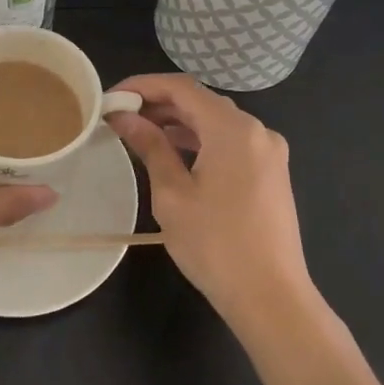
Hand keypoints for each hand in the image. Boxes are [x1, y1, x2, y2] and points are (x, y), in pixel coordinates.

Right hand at [106, 74, 313, 329]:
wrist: (272, 298)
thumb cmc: (215, 245)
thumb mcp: (172, 194)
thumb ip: (150, 146)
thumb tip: (123, 117)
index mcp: (233, 129)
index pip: (181, 87)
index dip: (143, 86)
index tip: (111, 97)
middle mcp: (257, 130)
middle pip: (200, 101)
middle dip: (158, 104)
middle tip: (120, 116)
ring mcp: (268, 151)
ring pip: (216, 121)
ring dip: (178, 123)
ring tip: (139, 133)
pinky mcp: (271, 172)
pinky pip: (230, 141)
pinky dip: (200, 140)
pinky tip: (173, 154)